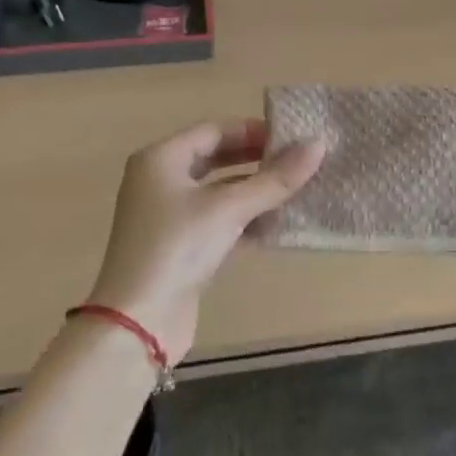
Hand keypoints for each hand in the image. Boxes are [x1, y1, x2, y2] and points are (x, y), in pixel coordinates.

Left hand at [86, 120, 324, 363]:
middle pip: (216, 158)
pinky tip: (278, 224)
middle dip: (257, 160)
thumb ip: (275, 179)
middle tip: (297, 161)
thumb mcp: (229, 208)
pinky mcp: (180, 247)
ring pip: (220, 192)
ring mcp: (169, 216)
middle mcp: (161, 181)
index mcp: (161, 159)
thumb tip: (318, 145)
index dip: (253, 131)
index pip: (214, 130)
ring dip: (255, 191)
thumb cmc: (177, 247)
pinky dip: (245, 220)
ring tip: (296, 190)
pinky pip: (219, 221)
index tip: (292, 137)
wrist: (137, 325)